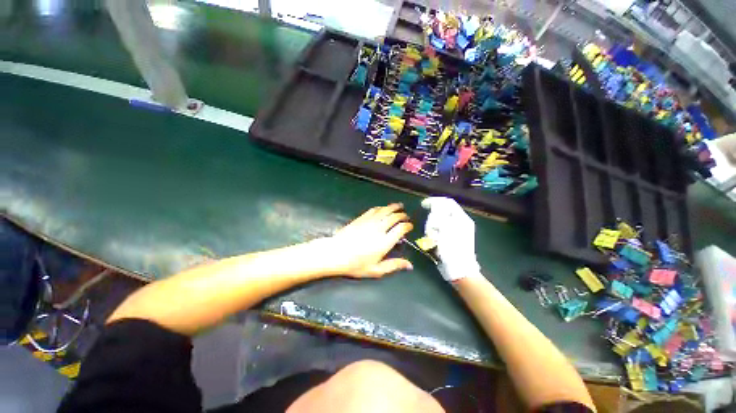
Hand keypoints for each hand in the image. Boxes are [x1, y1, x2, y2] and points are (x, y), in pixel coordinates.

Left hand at [320, 203, 413, 277]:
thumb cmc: (356, 265)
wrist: (336, 253)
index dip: (407, 226)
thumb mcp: (376, 270)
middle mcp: (379, 229)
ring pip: (385, 210)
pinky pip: (374, 210)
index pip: (400, 229)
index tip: (410, 226)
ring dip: (393, 207)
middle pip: (394, 217)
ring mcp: (369, 221)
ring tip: (399, 206)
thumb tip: (409, 265)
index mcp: (385, 242)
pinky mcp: (361, 218)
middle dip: (402, 215)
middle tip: (406, 216)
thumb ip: (394, 265)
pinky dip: (381, 207)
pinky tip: (383, 208)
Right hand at [421, 197, 480, 281]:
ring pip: (438, 222)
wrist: (458, 270)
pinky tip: (433, 241)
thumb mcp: (445, 227)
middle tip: (429, 227)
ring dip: (432, 227)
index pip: (448, 202)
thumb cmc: (452, 248)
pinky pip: (438, 231)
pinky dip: (433, 234)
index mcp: (461, 218)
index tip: (423, 205)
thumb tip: (434, 205)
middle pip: (442, 211)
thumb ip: (439, 213)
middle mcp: (460, 222)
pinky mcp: (450, 239)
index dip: (434, 201)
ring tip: (431, 236)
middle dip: (432, 218)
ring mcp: (455, 231)